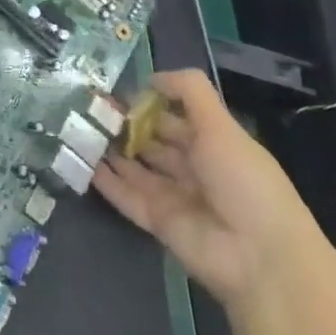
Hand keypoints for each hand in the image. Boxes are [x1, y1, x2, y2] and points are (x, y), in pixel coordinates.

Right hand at [94, 69, 316, 306]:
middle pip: (152, 142)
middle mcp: (193, 168)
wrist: (259, 257)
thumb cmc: (243, 181)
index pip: (174, 117)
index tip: (116, 91)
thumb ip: (188, 91)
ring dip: (110, 150)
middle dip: (124, 125)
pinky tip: (80, 161)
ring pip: (135, 168)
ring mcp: (174, 197)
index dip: (148, 103)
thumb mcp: (221, 125)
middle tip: (88, 107)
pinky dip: (105, 181)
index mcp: (213, 144)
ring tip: (77, 128)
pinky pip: (126, 197)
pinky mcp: (157, 222)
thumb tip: (151, 77)